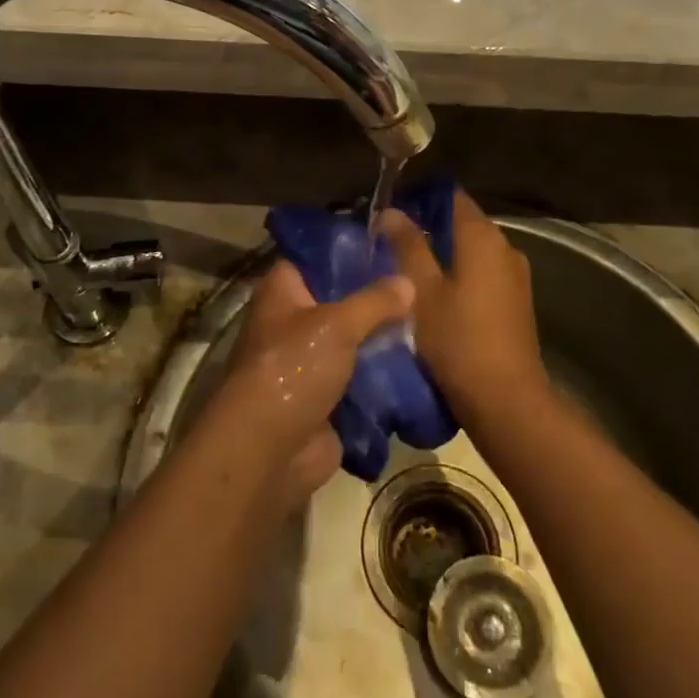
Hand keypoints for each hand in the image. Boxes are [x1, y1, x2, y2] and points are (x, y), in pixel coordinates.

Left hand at [209, 261, 413, 502]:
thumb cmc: (293, 368)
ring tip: (428, 323)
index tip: (388, 247)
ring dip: (383, 339)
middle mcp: (292, 323)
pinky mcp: (326, 399)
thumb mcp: (337, 324)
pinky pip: (361, 379)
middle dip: (376, 299)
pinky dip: (384, 376)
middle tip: (420, 286)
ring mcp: (308, 363)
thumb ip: (374, 301)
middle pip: (340, 302)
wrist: (269, 450)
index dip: (348, 252)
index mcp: (282, 293)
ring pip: (353, 341)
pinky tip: (420, 363)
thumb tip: (408, 282)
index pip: (315, 259)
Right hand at [380, 190, 551, 432]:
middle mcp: (505, 248)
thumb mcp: (422, 291)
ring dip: (443, 255)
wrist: (506, 400)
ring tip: (406, 269)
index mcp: (483, 237)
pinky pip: (483, 274)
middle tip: (389, 242)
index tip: (390, 212)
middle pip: (462, 224)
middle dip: (428, 229)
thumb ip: (407, 246)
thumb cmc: (458, 340)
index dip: (420, 199)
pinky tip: (434, 295)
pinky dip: (459, 275)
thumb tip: (391, 211)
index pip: (452, 197)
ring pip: (472, 252)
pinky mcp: (516, 302)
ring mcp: (515, 276)